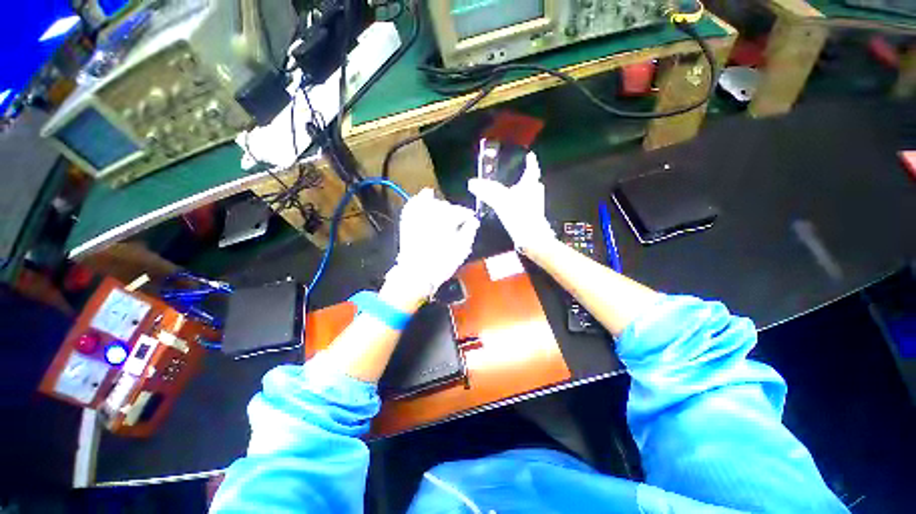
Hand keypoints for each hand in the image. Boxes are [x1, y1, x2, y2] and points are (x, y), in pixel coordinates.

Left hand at [383, 189, 479, 304]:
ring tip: (445, 214)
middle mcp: (430, 214)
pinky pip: (413, 204)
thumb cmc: (441, 263)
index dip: (468, 215)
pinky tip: (426, 196)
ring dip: (440, 206)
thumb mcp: (461, 249)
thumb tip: (473, 221)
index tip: (472, 220)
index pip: (460, 211)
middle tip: (459, 222)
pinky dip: (420, 199)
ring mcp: (416, 216)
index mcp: (445, 220)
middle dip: (454, 212)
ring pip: (431, 203)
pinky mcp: (407, 221)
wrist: (416, 274)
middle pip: (446, 206)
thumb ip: (469, 231)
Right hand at [468, 152, 554, 252]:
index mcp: (530, 184)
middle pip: (532, 180)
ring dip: (522, 188)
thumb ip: (487, 191)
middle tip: (518, 172)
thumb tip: (472, 183)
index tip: (529, 155)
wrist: (532, 238)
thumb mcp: (501, 201)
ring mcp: (535, 204)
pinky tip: (511, 204)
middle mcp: (535, 192)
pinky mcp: (532, 214)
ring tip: (512, 187)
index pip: (531, 168)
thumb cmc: (519, 216)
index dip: (530, 161)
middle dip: (525, 175)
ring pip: (529, 191)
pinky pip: (525, 202)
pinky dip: (519, 200)